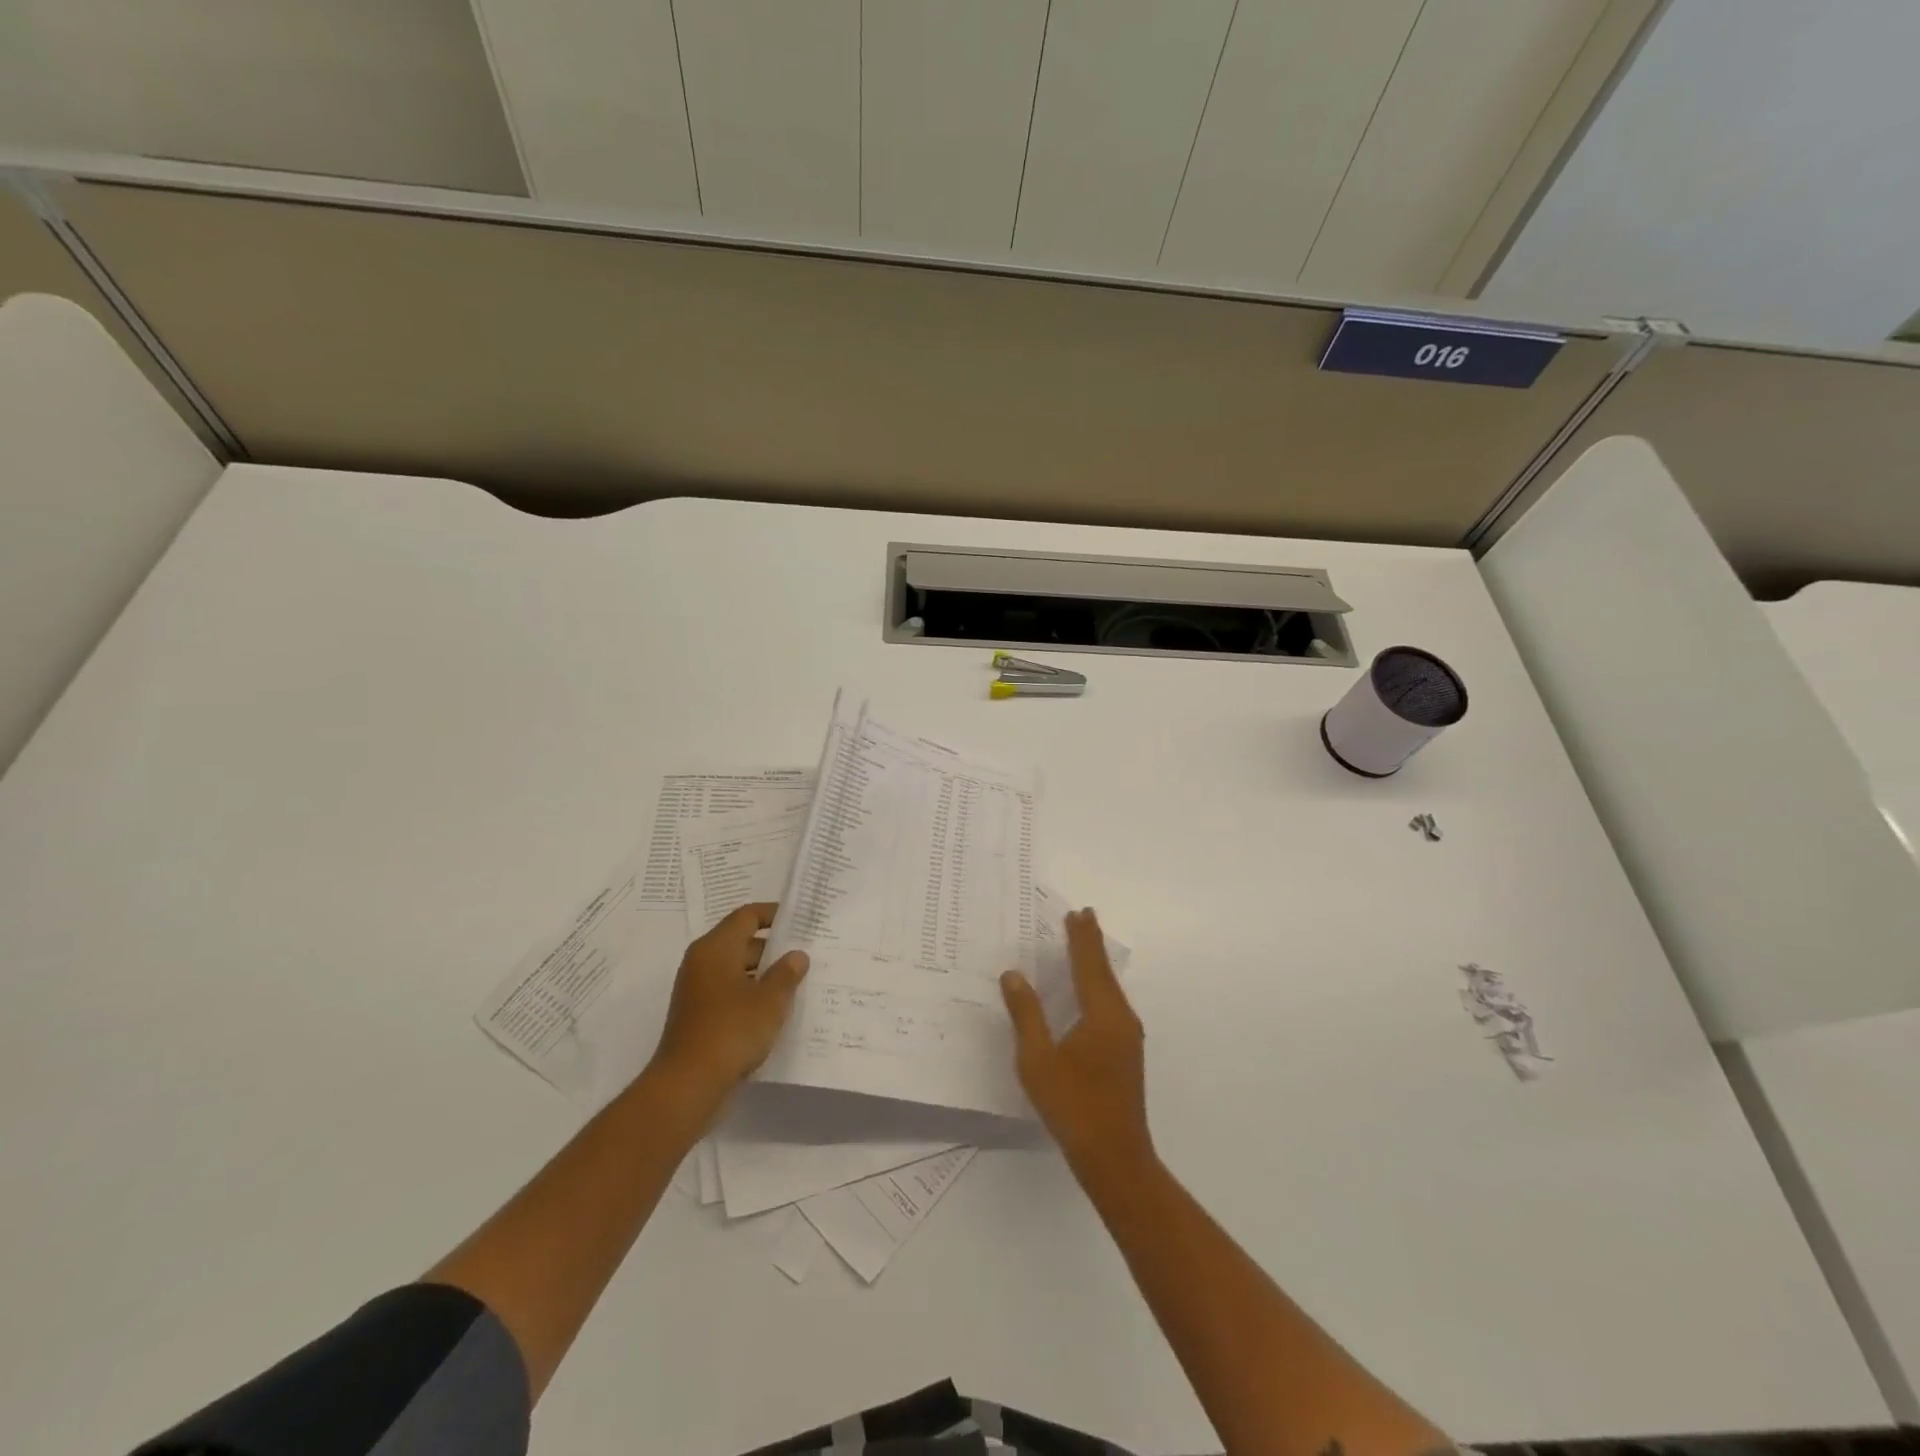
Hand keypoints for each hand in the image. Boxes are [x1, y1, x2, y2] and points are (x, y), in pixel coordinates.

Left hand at [650, 903, 808, 1109]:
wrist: (688, 1086)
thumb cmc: (731, 1031)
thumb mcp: (770, 1000)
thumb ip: (786, 973)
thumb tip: (796, 955)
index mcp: (715, 949)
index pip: (747, 916)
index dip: (774, 914)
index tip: (801, 919)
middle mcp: (702, 963)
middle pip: (741, 942)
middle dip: (774, 947)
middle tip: (807, 954)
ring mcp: (698, 992)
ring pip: (737, 971)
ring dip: (765, 975)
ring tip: (799, 983)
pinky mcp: (699, 1017)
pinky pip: (731, 994)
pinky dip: (752, 996)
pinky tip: (777, 1012)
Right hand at [1000, 908, 1151, 1175]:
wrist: (1115, 1158)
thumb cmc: (1073, 1106)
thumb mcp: (1038, 1060)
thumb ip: (1026, 1014)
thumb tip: (1014, 975)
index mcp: (1101, 1013)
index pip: (1089, 964)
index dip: (1081, 938)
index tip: (1077, 913)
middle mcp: (1121, 1018)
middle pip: (1104, 972)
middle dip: (1091, 944)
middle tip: (1082, 918)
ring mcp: (1128, 1037)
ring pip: (1111, 989)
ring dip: (1096, 965)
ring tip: (1084, 945)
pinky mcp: (1127, 1052)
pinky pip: (1112, 1004)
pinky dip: (1099, 986)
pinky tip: (1090, 992)